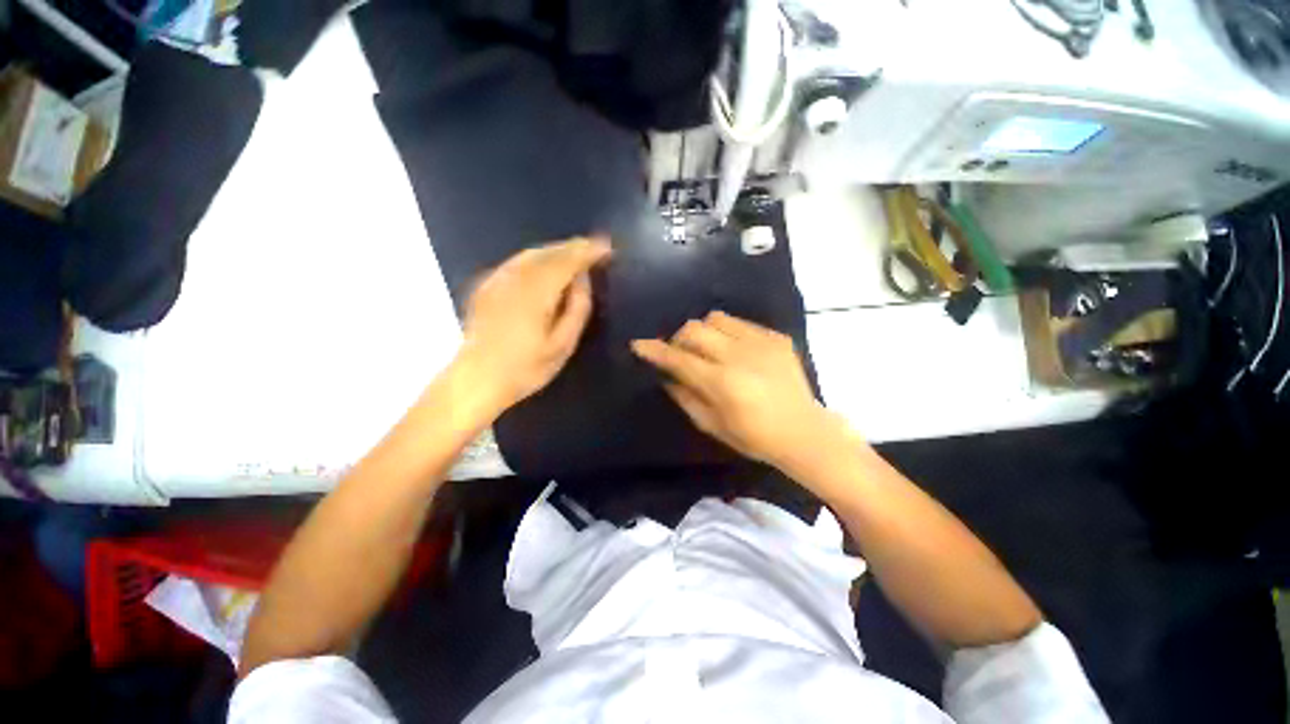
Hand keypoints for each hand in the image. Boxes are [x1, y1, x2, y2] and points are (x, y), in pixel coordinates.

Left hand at [457, 237, 611, 415]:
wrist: (476, 380)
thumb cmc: (525, 368)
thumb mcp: (562, 345)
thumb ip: (577, 309)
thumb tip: (583, 279)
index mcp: (536, 292)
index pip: (567, 261)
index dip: (588, 252)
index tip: (607, 248)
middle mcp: (515, 277)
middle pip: (549, 252)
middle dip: (573, 247)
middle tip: (594, 247)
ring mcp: (496, 279)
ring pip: (531, 253)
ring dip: (556, 250)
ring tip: (575, 253)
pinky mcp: (486, 285)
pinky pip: (517, 261)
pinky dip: (537, 257)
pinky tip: (545, 265)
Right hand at [631, 311, 837, 469]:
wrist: (804, 431)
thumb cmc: (754, 437)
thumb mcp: (712, 425)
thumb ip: (685, 397)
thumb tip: (666, 376)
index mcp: (721, 382)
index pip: (678, 358)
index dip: (654, 350)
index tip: (638, 345)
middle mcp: (738, 355)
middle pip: (694, 328)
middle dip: (679, 339)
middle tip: (681, 354)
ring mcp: (760, 342)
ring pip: (716, 318)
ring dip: (703, 332)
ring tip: (707, 349)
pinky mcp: (776, 337)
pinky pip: (740, 323)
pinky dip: (727, 333)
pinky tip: (734, 350)